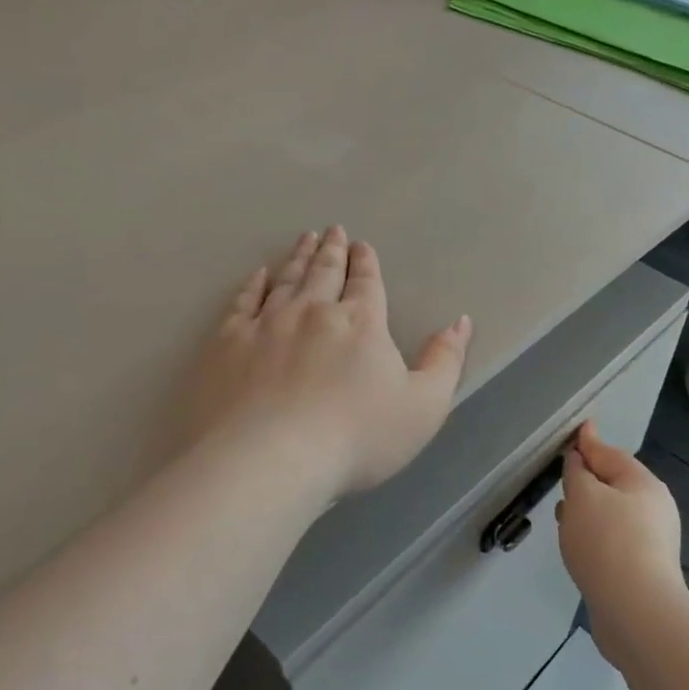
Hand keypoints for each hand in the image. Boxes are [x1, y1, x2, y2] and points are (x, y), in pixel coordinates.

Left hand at [179, 228, 471, 499]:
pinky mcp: (228, 343)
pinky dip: (253, 285)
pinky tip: (258, 275)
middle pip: (324, 272)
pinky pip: (243, 302)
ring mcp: (266, 323)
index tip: (362, 245)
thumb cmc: (356, 438)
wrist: (270, 459)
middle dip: (332, 249)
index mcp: (361, 323)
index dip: (366, 262)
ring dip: (298, 257)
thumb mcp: (424, 407)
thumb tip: (460, 321)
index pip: (366, 283)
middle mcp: (313, 311)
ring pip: (286, 279)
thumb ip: (444, 361)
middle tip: (332, 230)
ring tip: (304, 239)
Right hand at [555, 423, 684, 657]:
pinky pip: (613, 540)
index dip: (588, 443)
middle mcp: (654, 508)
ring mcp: (652, 541)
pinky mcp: (643, 569)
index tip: (577, 430)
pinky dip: (594, 535)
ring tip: (562, 515)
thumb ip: (578, 472)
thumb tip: (579, 457)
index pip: (610, 454)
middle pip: (614, 484)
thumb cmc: (607, 542)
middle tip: (562, 478)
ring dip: (588, 511)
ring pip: (613, 514)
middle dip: (587, 480)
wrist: (636, 611)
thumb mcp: (583, 496)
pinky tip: (579, 546)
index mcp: (644, 484)